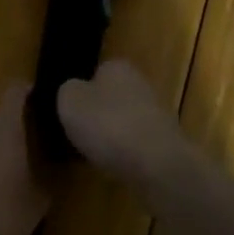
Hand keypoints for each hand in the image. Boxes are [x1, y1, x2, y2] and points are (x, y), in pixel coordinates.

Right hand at [57, 60, 189, 187]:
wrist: (156, 163)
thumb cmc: (108, 124)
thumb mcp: (69, 101)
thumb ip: (67, 91)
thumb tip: (74, 92)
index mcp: (117, 66)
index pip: (96, 72)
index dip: (82, 91)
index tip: (71, 112)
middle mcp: (141, 83)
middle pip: (113, 97)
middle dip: (99, 113)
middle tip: (80, 134)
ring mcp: (157, 114)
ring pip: (125, 121)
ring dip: (113, 135)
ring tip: (94, 154)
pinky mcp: (166, 143)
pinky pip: (137, 145)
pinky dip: (126, 154)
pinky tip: (116, 168)